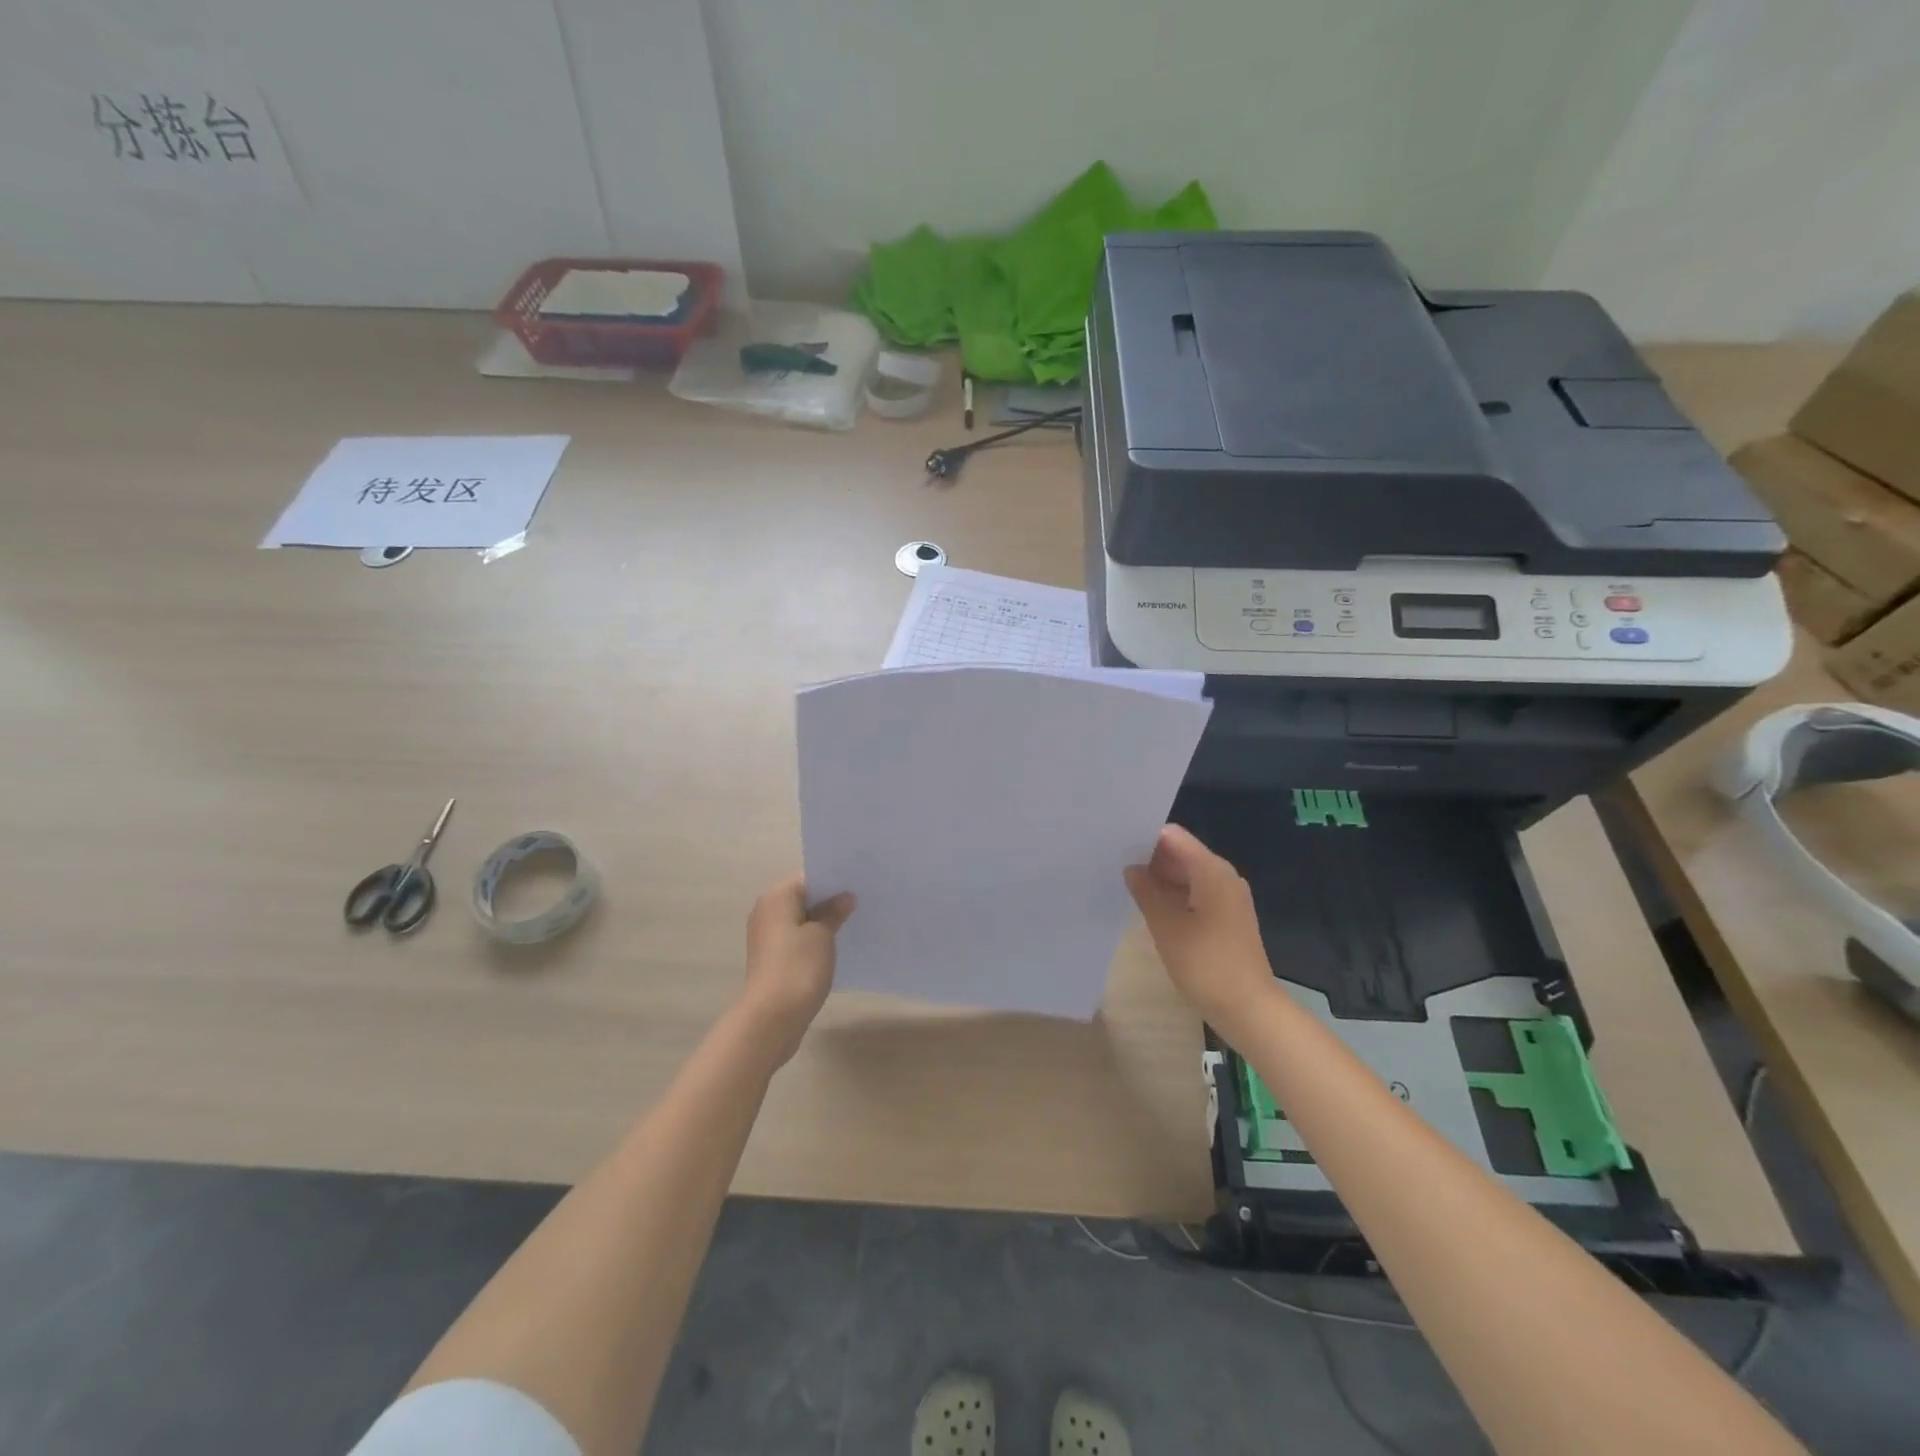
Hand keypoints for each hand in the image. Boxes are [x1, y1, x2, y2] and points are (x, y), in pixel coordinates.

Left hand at [735, 875, 854, 1067]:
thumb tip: (844, 897)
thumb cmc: (798, 967)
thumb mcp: (822, 935)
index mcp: (776, 897)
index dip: (834, 881)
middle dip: (829, 901)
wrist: (771, 1018)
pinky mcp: (771, 959)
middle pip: (803, 898)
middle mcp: (766, 911)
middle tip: (862, 902)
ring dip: (822, 922)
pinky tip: (836, 948)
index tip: (858, 884)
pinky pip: (796, 940)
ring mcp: (766, 937)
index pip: (809, 877)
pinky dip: (813, 941)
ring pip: (800, 920)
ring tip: (854, 924)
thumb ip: (833, 912)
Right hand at [1125, 825, 1276, 1035]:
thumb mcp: (1167, 927)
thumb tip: (1132, 870)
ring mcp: (1227, 897)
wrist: (1248, 1008)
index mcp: (1212, 870)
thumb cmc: (1206, 964)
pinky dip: (1174, 894)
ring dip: (1161, 878)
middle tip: (1114, 863)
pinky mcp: (1227, 916)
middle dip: (1150, 857)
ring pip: (1188, 874)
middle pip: (1181, 853)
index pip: (1173, 836)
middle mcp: (1223, 876)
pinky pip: (1196, 892)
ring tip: (1127, 883)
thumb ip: (1146, 892)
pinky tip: (1150, 905)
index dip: (1145, 837)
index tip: (1116, 844)